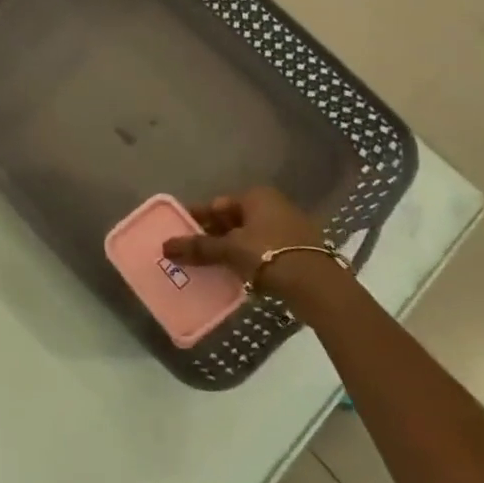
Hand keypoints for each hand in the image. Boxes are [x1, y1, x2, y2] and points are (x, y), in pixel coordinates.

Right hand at [163, 187, 346, 307]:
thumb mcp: (230, 250)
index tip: (178, 233)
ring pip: (247, 237)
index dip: (196, 219)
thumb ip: (198, 247)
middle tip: (190, 253)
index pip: (216, 204)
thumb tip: (165, 246)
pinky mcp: (297, 250)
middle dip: (211, 236)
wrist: (318, 286)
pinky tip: (234, 275)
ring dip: (228, 250)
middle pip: (232, 220)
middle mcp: (273, 205)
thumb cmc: (269, 255)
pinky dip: (247, 260)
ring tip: (208, 267)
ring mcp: (288, 228)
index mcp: (256, 196)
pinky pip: (262, 250)